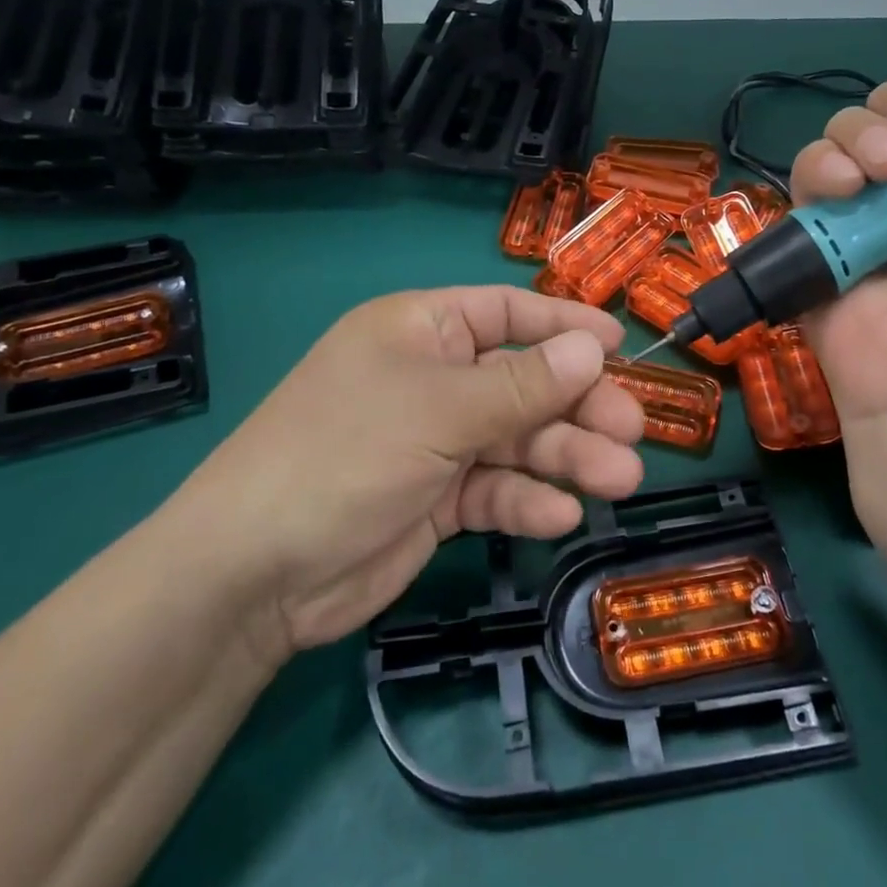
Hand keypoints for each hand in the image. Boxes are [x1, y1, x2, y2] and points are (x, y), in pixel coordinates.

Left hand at [161, 287, 644, 655]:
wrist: (254, 573)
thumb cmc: (346, 454)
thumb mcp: (441, 410)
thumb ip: (523, 385)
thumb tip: (593, 351)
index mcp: (421, 331)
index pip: (506, 313)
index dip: (564, 326)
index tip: (620, 346)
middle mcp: (432, 380)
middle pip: (524, 383)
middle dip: (578, 407)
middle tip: (632, 431)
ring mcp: (435, 442)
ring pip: (518, 441)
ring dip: (568, 458)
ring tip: (620, 478)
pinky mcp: (436, 499)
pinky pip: (495, 490)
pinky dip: (527, 501)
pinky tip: (558, 516)